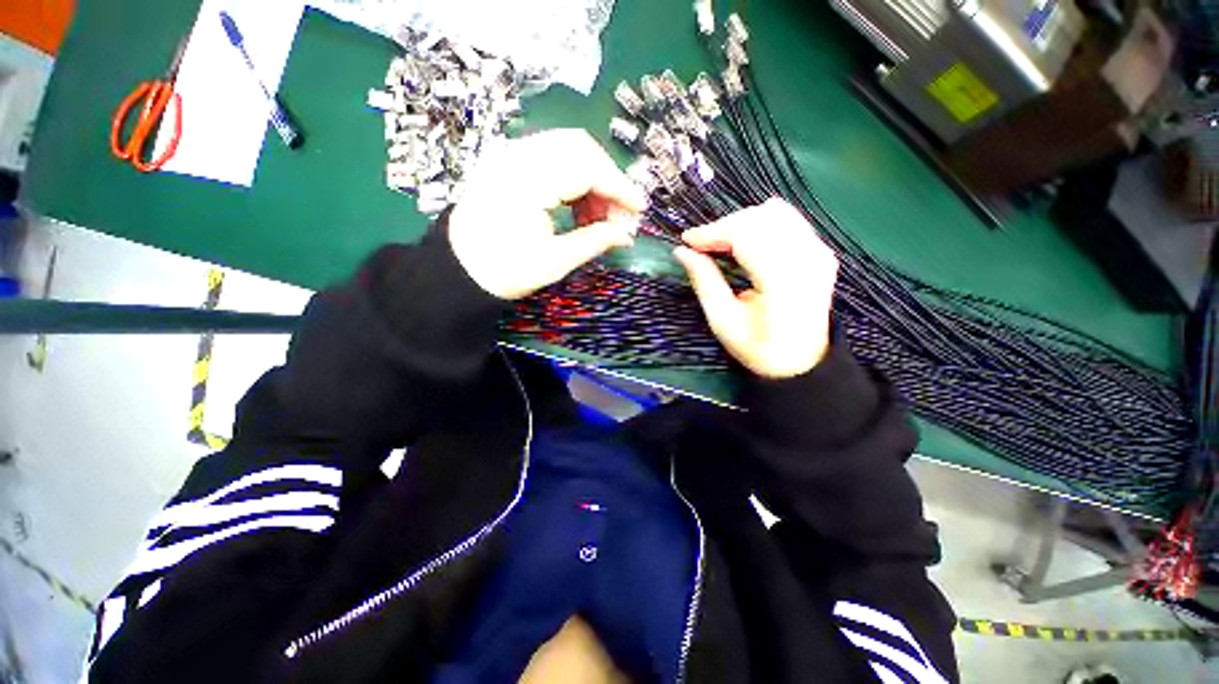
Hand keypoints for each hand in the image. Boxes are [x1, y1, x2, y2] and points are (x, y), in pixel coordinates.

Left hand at [448, 129, 648, 299]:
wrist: (458, 270)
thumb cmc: (504, 271)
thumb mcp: (555, 262)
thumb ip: (595, 242)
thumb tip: (627, 234)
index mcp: (527, 181)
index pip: (587, 167)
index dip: (619, 187)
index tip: (640, 209)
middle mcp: (518, 155)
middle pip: (580, 148)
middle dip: (608, 181)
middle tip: (619, 216)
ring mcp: (511, 155)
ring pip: (568, 150)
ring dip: (592, 181)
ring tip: (599, 219)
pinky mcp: (510, 162)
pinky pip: (553, 159)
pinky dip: (574, 181)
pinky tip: (579, 210)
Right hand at [673, 199, 838, 378]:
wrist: (801, 362)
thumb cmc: (757, 348)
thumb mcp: (723, 321)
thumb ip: (704, 281)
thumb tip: (682, 252)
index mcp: (782, 282)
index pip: (746, 235)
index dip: (713, 232)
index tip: (687, 240)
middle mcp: (807, 259)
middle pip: (760, 218)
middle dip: (724, 226)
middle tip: (701, 244)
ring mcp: (819, 252)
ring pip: (775, 213)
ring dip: (741, 223)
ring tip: (721, 242)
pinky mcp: (821, 251)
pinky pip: (789, 220)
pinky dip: (761, 223)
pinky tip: (746, 239)